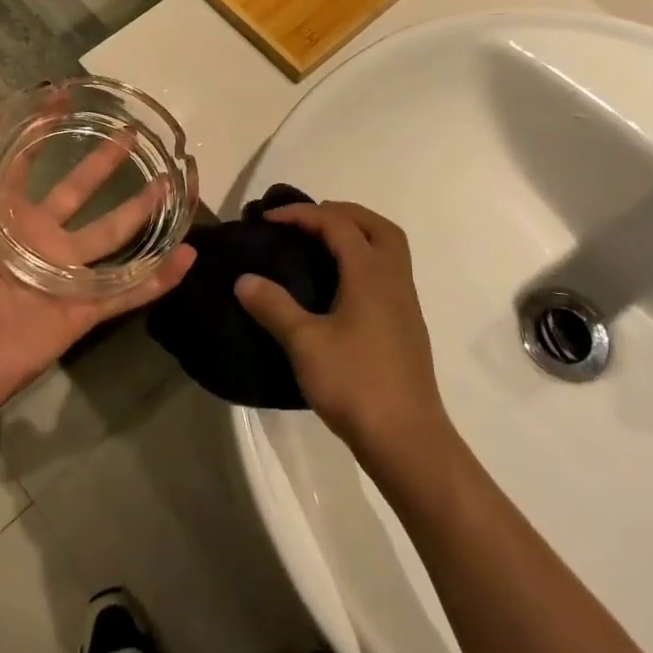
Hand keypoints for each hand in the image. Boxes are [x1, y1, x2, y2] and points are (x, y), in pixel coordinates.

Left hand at [0, 115, 194, 424]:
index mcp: (2, 214)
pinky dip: (158, 278)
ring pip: (112, 236)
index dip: (43, 131)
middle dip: (103, 163)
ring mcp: (62, 274)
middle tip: (132, 134)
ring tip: (170, 184)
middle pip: (80, 192)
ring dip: (141, 212)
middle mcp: (37, 237)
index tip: (66, 97)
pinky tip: (187, 256)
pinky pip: (126, 291)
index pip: (27, 163)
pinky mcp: (81, 310)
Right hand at [234, 201, 448, 455]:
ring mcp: (405, 302)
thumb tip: (244, 279)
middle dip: (339, 213)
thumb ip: (273, 306)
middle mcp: (393, 279)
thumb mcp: (305, 344)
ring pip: (388, 247)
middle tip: (305, 222)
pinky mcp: (406, 324)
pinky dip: (364, 259)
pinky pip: (388, 270)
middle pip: (375, 225)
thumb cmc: (356, 384)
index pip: (337, 223)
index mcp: (370, 274)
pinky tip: (339, 285)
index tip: (268, 219)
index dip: (302, 213)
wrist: (408, 440)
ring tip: (321, 245)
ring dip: (357, 234)